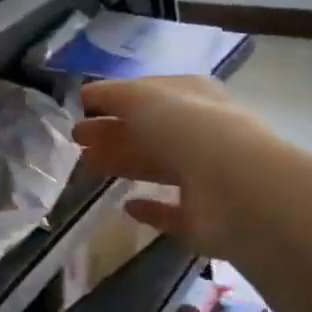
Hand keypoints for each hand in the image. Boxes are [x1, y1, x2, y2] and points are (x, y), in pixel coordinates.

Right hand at [74, 76, 265, 256]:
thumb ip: (112, 95)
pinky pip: (171, 212)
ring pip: (156, 167)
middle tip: (76, 139)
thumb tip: (87, 93)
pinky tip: (128, 207)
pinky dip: (150, 210)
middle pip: (149, 131)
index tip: (82, 108)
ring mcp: (204, 177)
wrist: (235, 187)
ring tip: (86, 165)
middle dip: (112, 132)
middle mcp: (201, 133)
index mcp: (193, 97)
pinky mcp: (202, 218)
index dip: (116, 99)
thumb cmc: (187, 129)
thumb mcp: (142, 98)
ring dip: (122, 163)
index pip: (150, 94)